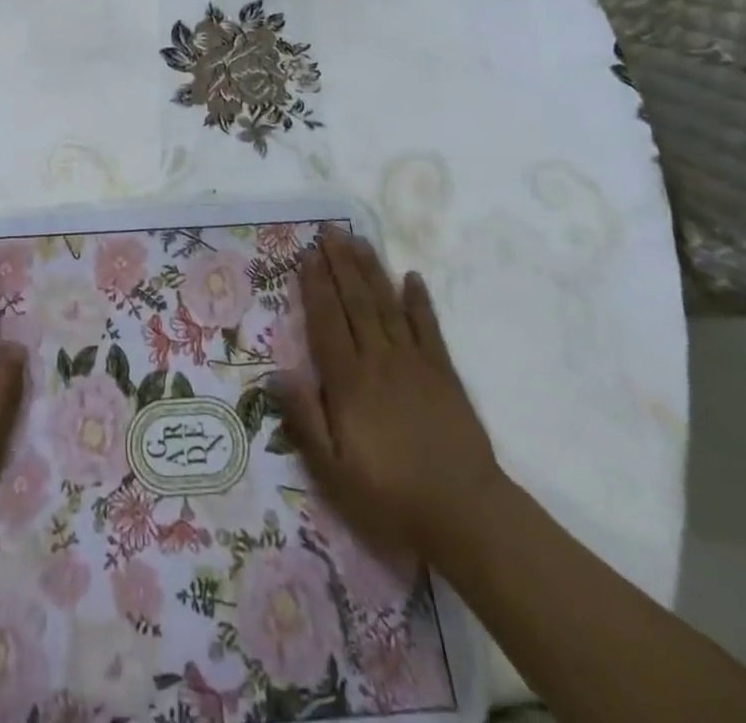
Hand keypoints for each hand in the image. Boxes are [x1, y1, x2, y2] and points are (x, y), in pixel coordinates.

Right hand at [270, 230, 506, 570]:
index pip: (326, 322)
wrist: (467, 516)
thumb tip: (278, 373)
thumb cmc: (391, 498)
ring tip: (359, 240)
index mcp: (349, 382)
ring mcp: (414, 363)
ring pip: (387, 305)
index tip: (308, 254)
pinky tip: (411, 277)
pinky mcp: (444, 374)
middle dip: (341, 264)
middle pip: (356, 302)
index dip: (316, 286)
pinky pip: (428, 327)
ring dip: (372, 270)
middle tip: (331, 230)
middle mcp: (379, 361)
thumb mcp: (333, 473)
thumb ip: (305, 420)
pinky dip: (419, 301)